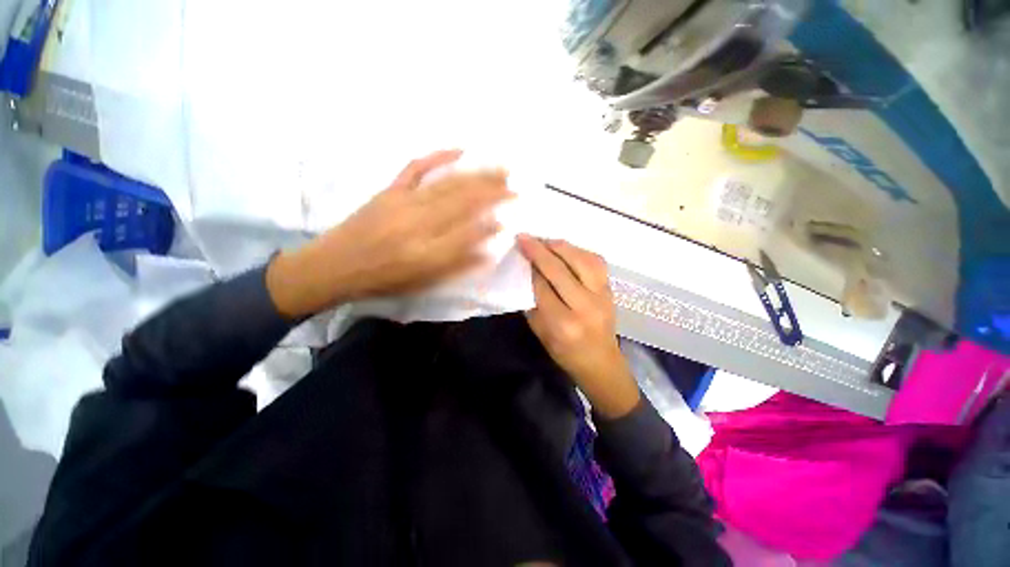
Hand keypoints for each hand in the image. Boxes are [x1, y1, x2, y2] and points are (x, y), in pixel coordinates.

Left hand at [267, 150, 512, 317]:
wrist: (334, 266)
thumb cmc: (384, 280)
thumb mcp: (423, 282)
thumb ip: (457, 266)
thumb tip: (489, 250)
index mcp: (427, 253)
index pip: (469, 233)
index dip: (493, 223)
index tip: (513, 214)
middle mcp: (418, 225)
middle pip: (463, 203)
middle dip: (494, 192)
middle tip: (517, 184)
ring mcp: (403, 203)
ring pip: (448, 184)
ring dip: (478, 174)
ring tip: (501, 167)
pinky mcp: (390, 190)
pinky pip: (416, 168)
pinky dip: (439, 156)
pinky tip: (459, 150)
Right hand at [517, 234, 639, 418]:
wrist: (601, 361)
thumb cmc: (565, 352)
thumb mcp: (540, 332)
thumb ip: (532, 302)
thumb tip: (527, 271)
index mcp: (562, 324)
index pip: (542, 286)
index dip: (530, 265)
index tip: (519, 249)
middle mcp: (585, 307)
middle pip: (560, 270)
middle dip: (540, 250)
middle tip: (525, 238)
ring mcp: (602, 296)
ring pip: (581, 260)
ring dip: (560, 246)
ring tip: (545, 241)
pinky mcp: (611, 289)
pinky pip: (596, 262)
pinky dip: (579, 251)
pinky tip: (566, 249)